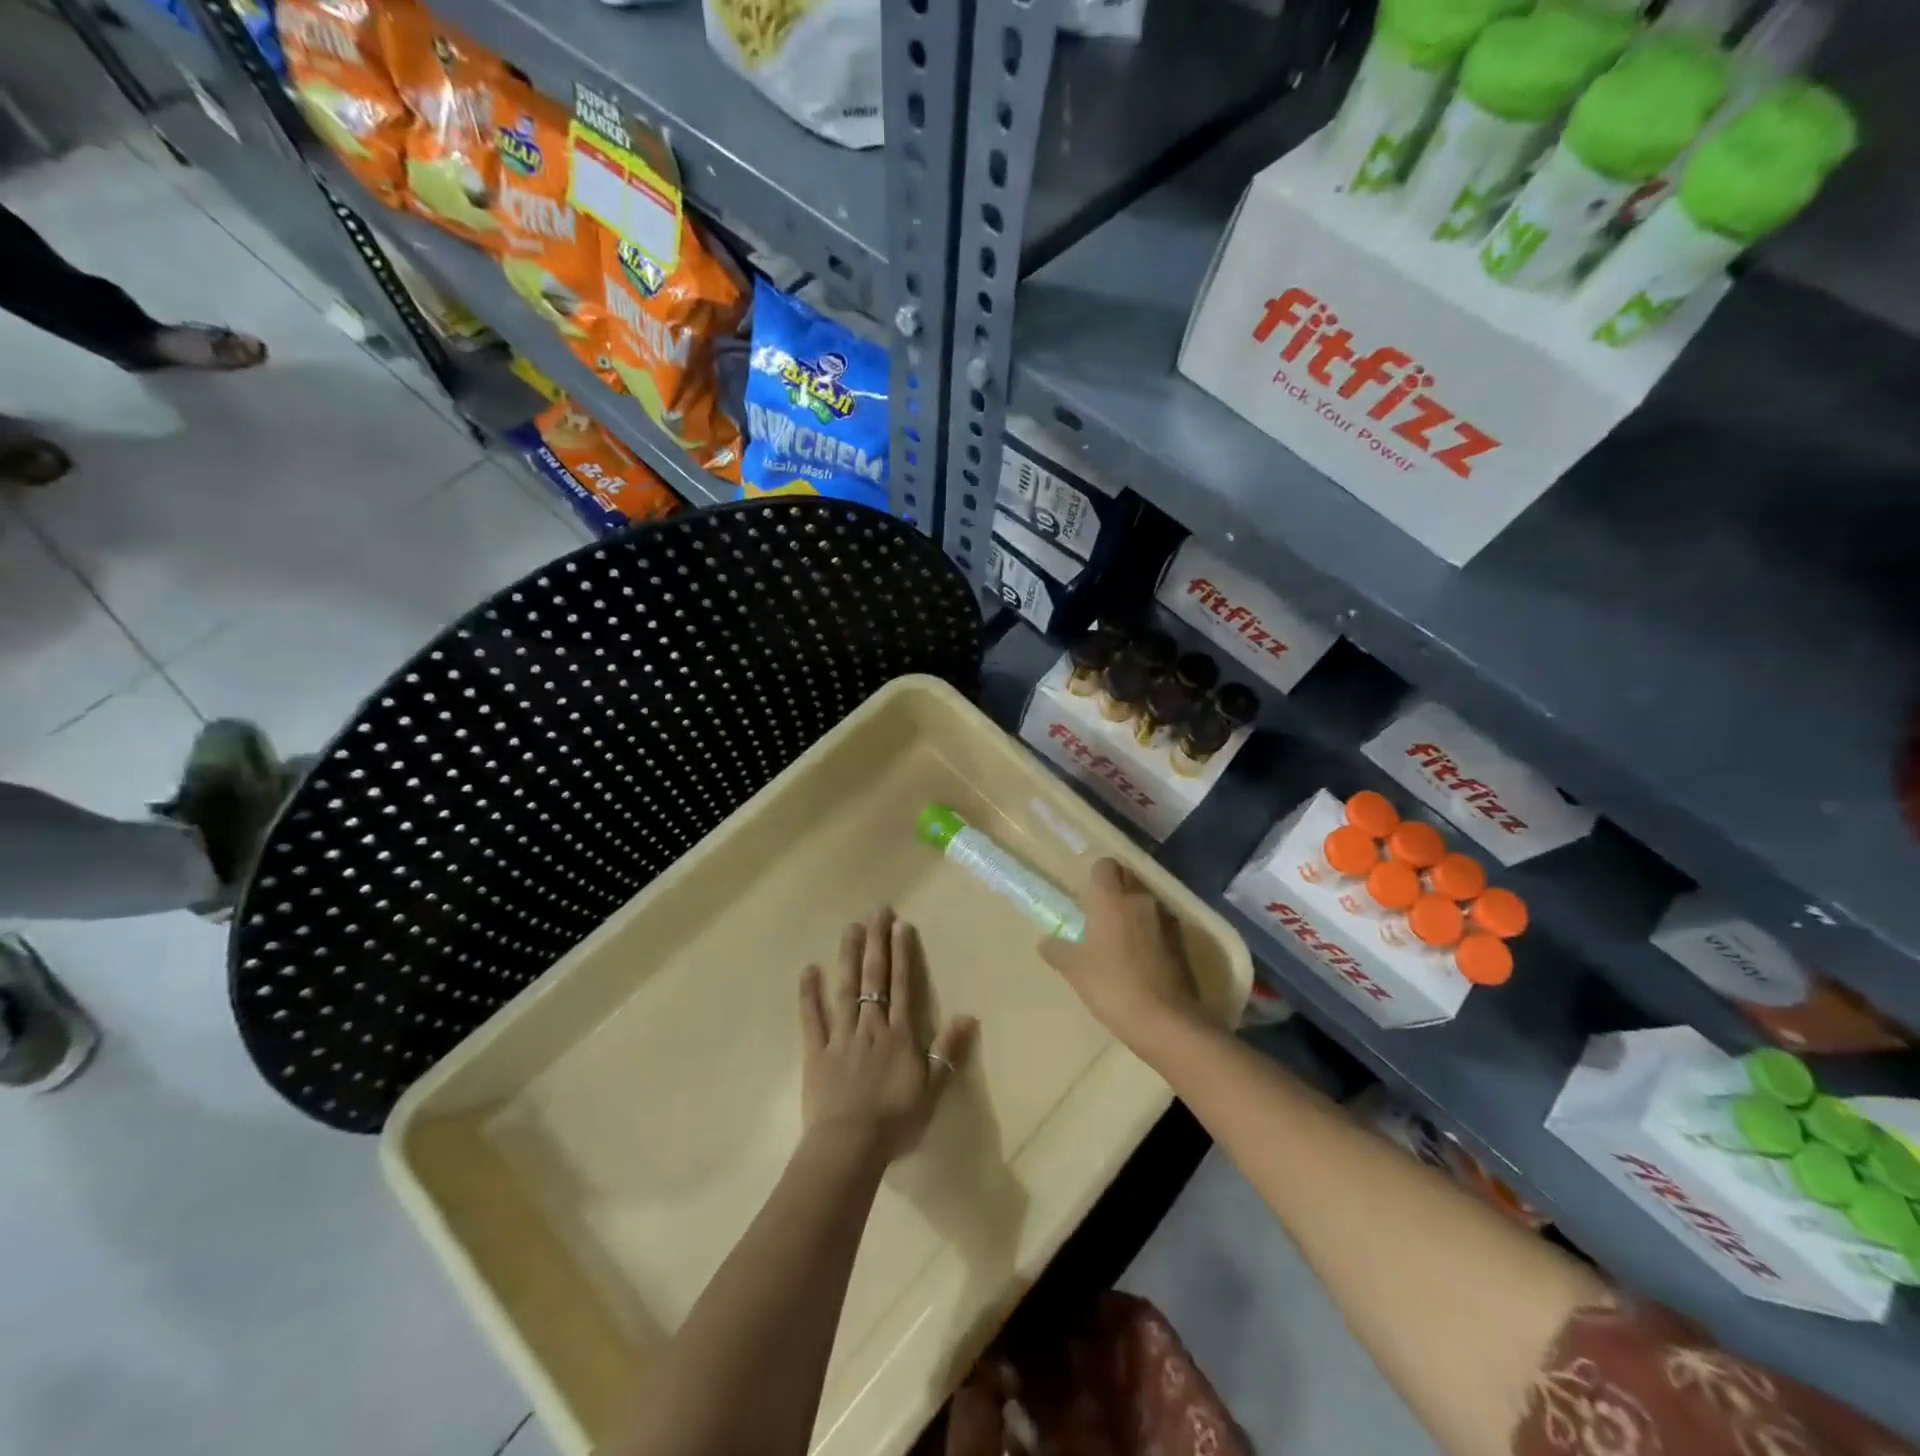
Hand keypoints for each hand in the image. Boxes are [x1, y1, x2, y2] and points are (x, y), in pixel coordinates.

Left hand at [798, 908, 976, 1167]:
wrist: (850, 1147)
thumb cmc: (896, 1121)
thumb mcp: (932, 1090)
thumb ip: (947, 1051)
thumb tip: (967, 1015)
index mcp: (899, 1035)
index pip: (902, 986)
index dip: (902, 954)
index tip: (900, 925)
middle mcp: (871, 1027)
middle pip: (874, 978)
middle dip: (877, 943)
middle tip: (877, 912)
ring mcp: (841, 1037)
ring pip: (845, 989)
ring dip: (848, 957)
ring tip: (850, 928)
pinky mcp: (816, 1052)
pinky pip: (812, 1019)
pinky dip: (809, 994)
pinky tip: (808, 970)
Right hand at [1041, 859, 1204, 1052]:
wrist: (1166, 1020)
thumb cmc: (1112, 986)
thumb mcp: (1075, 970)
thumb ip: (1057, 951)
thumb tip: (1045, 942)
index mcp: (1111, 899)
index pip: (1105, 865)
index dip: (1096, 877)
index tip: (1087, 896)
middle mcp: (1141, 899)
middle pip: (1128, 879)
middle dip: (1116, 890)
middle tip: (1101, 916)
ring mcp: (1166, 919)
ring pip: (1146, 902)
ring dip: (1135, 912)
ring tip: (1121, 940)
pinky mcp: (1183, 941)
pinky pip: (1162, 925)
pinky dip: (1152, 933)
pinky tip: (1142, 958)